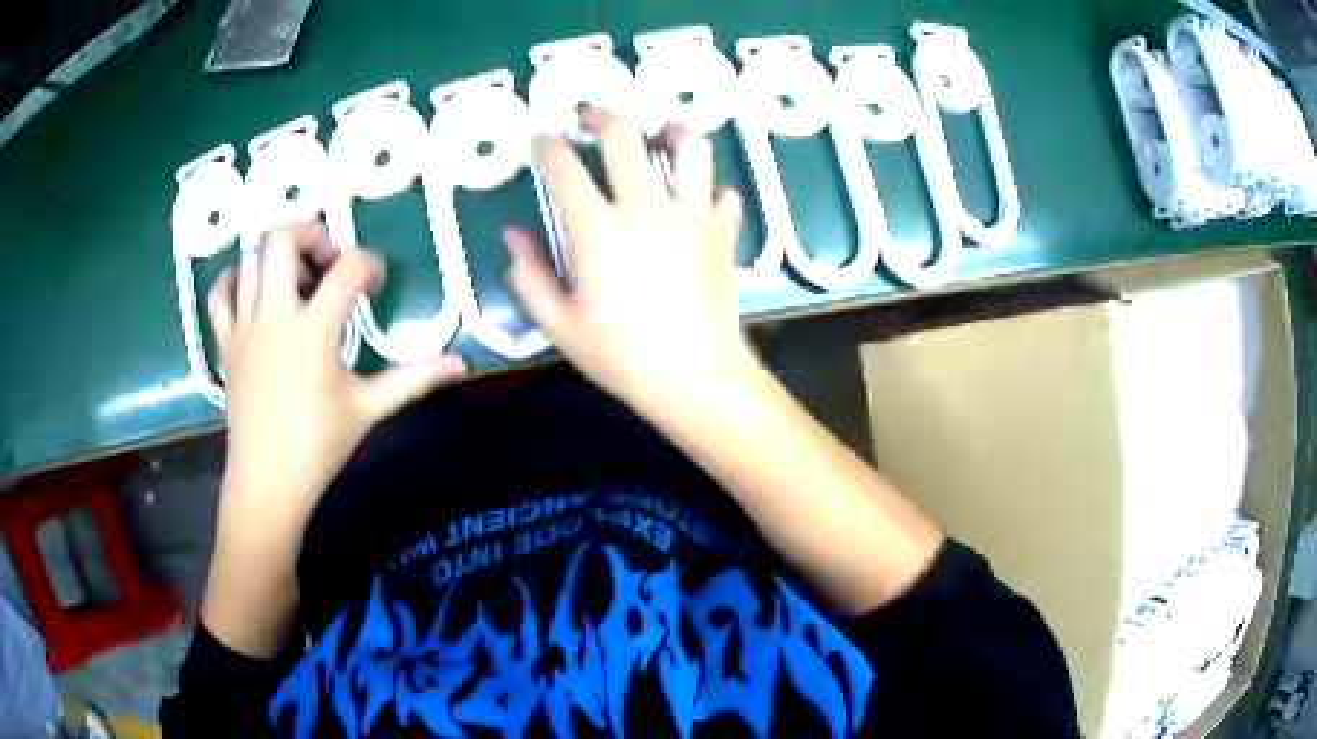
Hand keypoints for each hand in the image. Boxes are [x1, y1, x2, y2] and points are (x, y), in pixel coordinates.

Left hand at [207, 222, 465, 534]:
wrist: (268, 482)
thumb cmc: (320, 446)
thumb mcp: (370, 408)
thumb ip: (414, 379)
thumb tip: (461, 363)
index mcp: (314, 332)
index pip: (348, 269)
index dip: (370, 264)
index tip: (376, 283)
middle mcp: (274, 317)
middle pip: (281, 238)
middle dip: (310, 233)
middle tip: (327, 260)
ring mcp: (243, 327)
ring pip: (250, 258)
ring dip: (275, 254)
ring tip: (295, 277)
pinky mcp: (225, 343)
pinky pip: (220, 292)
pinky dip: (235, 278)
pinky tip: (252, 289)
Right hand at [507, 110, 754, 420]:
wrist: (696, 379)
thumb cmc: (622, 358)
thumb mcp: (560, 325)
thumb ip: (529, 275)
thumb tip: (513, 234)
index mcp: (595, 229)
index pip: (562, 165)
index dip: (546, 145)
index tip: (541, 142)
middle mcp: (644, 207)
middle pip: (623, 134)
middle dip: (600, 116)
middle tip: (591, 118)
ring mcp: (690, 214)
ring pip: (689, 146)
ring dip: (670, 131)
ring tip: (659, 136)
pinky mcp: (723, 230)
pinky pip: (722, 191)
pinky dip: (708, 187)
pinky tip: (695, 198)